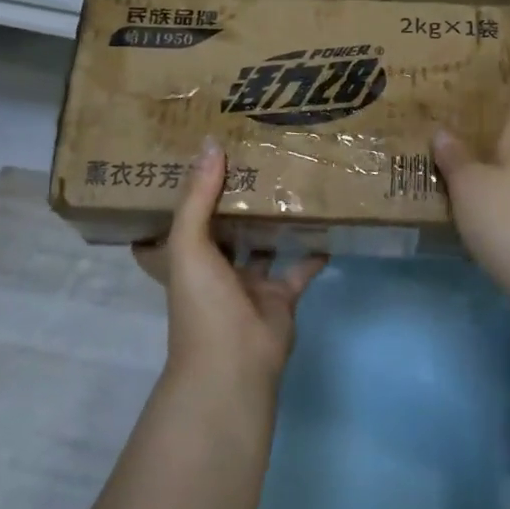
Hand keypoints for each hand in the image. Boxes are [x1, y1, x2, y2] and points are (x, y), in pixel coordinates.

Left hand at [134, 139, 325, 396]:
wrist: (234, 364)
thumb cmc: (203, 303)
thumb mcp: (189, 245)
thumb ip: (197, 197)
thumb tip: (210, 144)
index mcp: (186, 256)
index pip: (183, 216)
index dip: (191, 189)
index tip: (204, 155)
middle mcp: (216, 268)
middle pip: (226, 226)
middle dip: (238, 198)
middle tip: (257, 156)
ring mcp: (249, 283)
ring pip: (263, 244)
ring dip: (275, 220)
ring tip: (292, 181)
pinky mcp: (281, 297)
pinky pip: (299, 269)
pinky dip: (313, 252)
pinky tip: (326, 224)